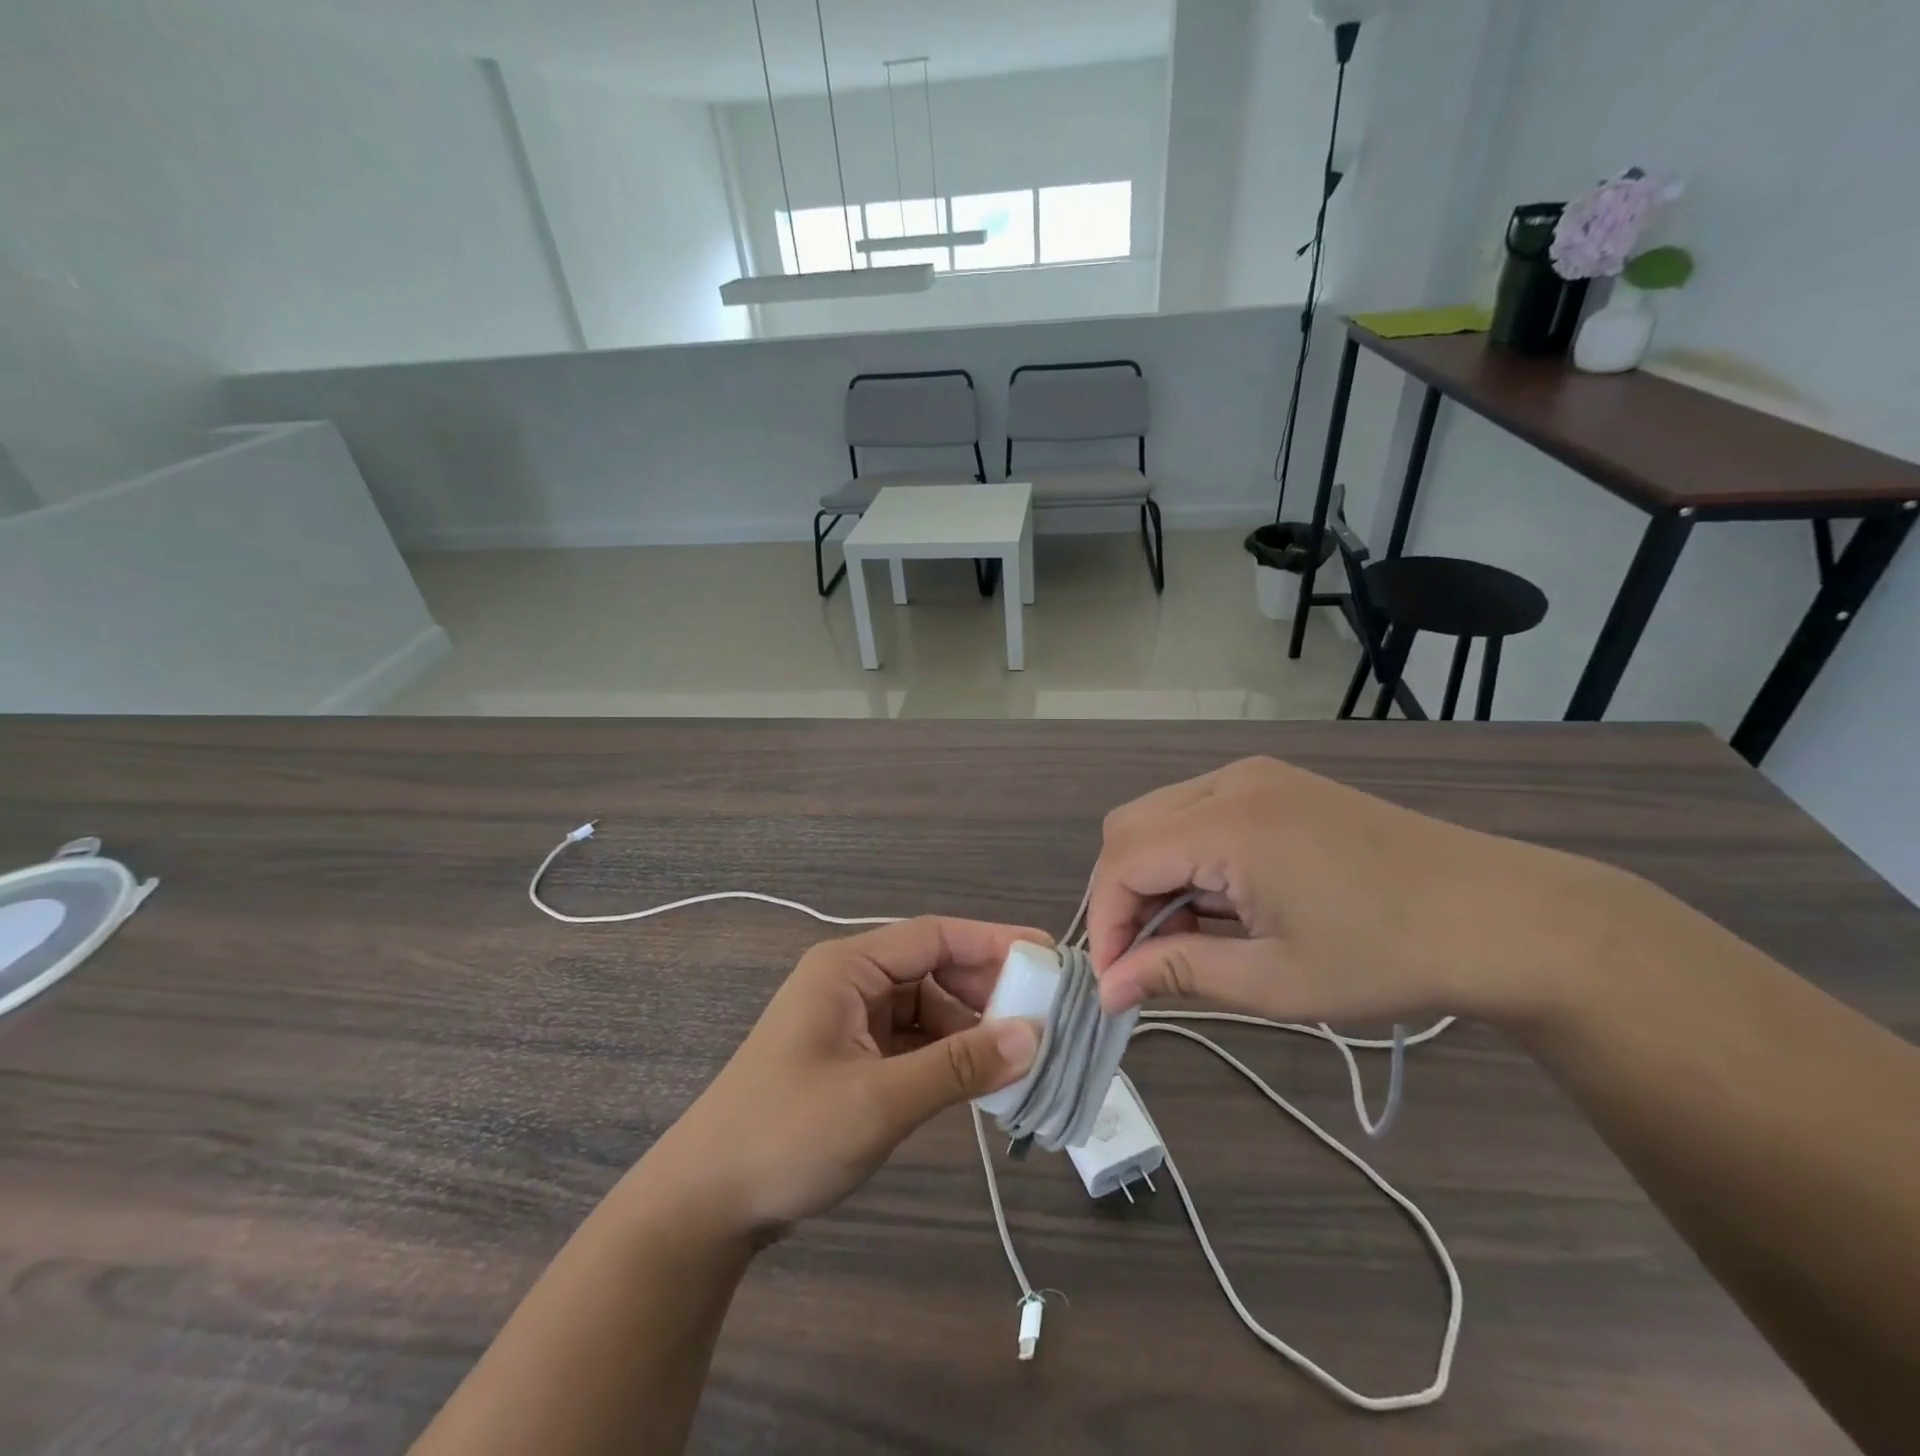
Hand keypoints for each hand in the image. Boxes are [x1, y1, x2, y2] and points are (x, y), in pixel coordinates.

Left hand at [635, 917, 1042, 1240]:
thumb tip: (1034, 1036)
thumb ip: (958, 1066)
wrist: (704, 1205)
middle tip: (1046, 1015)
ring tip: (1024, 1054)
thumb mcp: (879, 1100)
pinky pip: (914, 1041)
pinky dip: (948, 1055)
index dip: (994, 942)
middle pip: (934, 969)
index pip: (934, 936)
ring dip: (972, 1028)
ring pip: (928, 1007)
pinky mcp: (853, 1056)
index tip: (1048, 956)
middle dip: (988, 990)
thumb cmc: (786, 1136)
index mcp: (848, 968)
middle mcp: (851, 982)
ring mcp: (850, 1020)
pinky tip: (982, 1079)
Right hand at [1089, 756, 1641, 1027]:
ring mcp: (1255, 775)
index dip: (1105, 923)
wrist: (1502, 917)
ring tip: (1186, 937)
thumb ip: (1178, 973)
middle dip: (1121, 896)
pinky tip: (1221, 902)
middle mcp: (1230, 782)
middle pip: (1129, 828)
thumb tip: (1109, 988)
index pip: (1123, 862)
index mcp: (1228, 824)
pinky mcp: (1277, 783)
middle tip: (1145, 960)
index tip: (1113, 983)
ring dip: (1153, 875)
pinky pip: (1198, 812)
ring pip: (1160, 816)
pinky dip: (1187, 857)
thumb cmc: (1388, 957)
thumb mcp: (1275, 980)